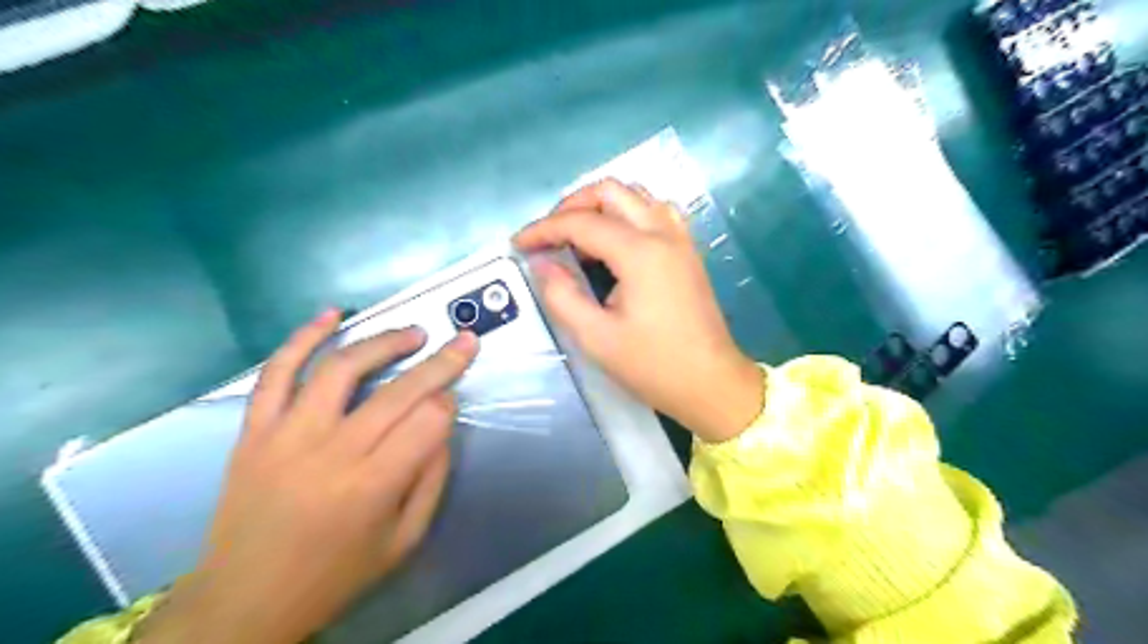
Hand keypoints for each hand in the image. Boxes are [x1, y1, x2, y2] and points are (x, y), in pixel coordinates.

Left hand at [138, 309, 481, 639]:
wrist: (244, 600)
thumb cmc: (335, 575)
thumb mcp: (404, 541)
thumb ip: (431, 478)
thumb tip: (441, 422)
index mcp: (373, 488)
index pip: (427, 422)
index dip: (447, 404)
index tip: (451, 401)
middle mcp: (331, 454)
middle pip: (398, 392)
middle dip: (441, 362)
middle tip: (464, 342)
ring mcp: (286, 436)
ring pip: (340, 369)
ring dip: (383, 342)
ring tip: (413, 333)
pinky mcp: (255, 431)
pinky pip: (276, 373)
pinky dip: (303, 338)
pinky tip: (332, 315)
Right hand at [518, 179, 758, 441]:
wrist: (711, 384)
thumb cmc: (653, 366)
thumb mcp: (596, 338)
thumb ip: (562, 295)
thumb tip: (542, 263)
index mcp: (640, 253)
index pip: (582, 222)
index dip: (544, 229)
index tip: (518, 244)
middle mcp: (663, 233)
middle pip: (611, 191)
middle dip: (572, 206)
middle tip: (549, 236)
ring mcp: (680, 239)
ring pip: (636, 196)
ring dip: (601, 206)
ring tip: (578, 236)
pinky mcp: (688, 251)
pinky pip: (655, 212)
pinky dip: (628, 215)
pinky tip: (615, 242)